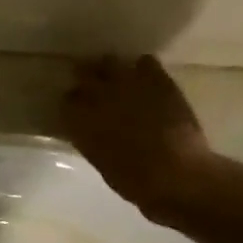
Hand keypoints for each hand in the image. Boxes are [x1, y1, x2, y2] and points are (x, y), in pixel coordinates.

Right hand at [62, 56, 213, 218]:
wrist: (175, 175)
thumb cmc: (133, 180)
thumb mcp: (100, 161)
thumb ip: (91, 139)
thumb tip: (92, 129)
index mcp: (79, 121)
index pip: (67, 100)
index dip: (73, 102)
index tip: (77, 106)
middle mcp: (97, 97)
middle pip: (83, 73)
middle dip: (85, 76)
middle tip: (91, 81)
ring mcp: (127, 86)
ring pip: (111, 62)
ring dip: (111, 68)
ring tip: (117, 74)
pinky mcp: (157, 81)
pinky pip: (145, 62)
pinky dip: (143, 67)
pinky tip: (145, 75)